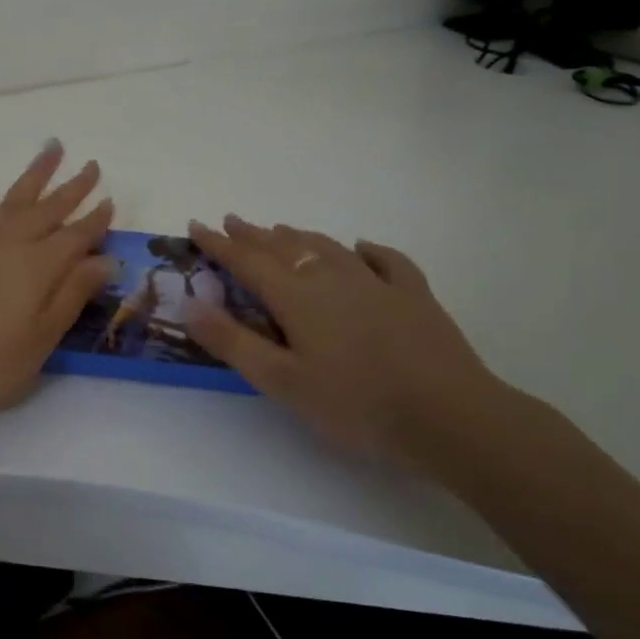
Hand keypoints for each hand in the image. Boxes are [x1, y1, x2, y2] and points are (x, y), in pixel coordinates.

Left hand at [0, 141, 114, 423]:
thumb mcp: (41, 340)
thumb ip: (72, 295)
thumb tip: (106, 259)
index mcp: (38, 267)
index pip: (76, 237)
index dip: (95, 221)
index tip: (110, 200)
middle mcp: (9, 245)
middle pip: (48, 210)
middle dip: (72, 188)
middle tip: (92, 166)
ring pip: (11, 200)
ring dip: (34, 175)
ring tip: (51, 149)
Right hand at [183, 215, 506, 460]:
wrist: (450, 416)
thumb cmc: (356, 403)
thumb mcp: (282, 381)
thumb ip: (233, 342)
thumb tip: (190, 304)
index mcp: (297, 297)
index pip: (246, 261)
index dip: (218, 244)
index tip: (195, 225)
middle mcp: (331, 278)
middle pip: (284, 247)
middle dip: (253, 235)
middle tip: (233, 221)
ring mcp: (377, 283)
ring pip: (328, 247)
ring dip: (299, 236)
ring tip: (280, 230)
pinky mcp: (414, 296)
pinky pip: (386, 260)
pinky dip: (368, 250)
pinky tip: (362, 247)